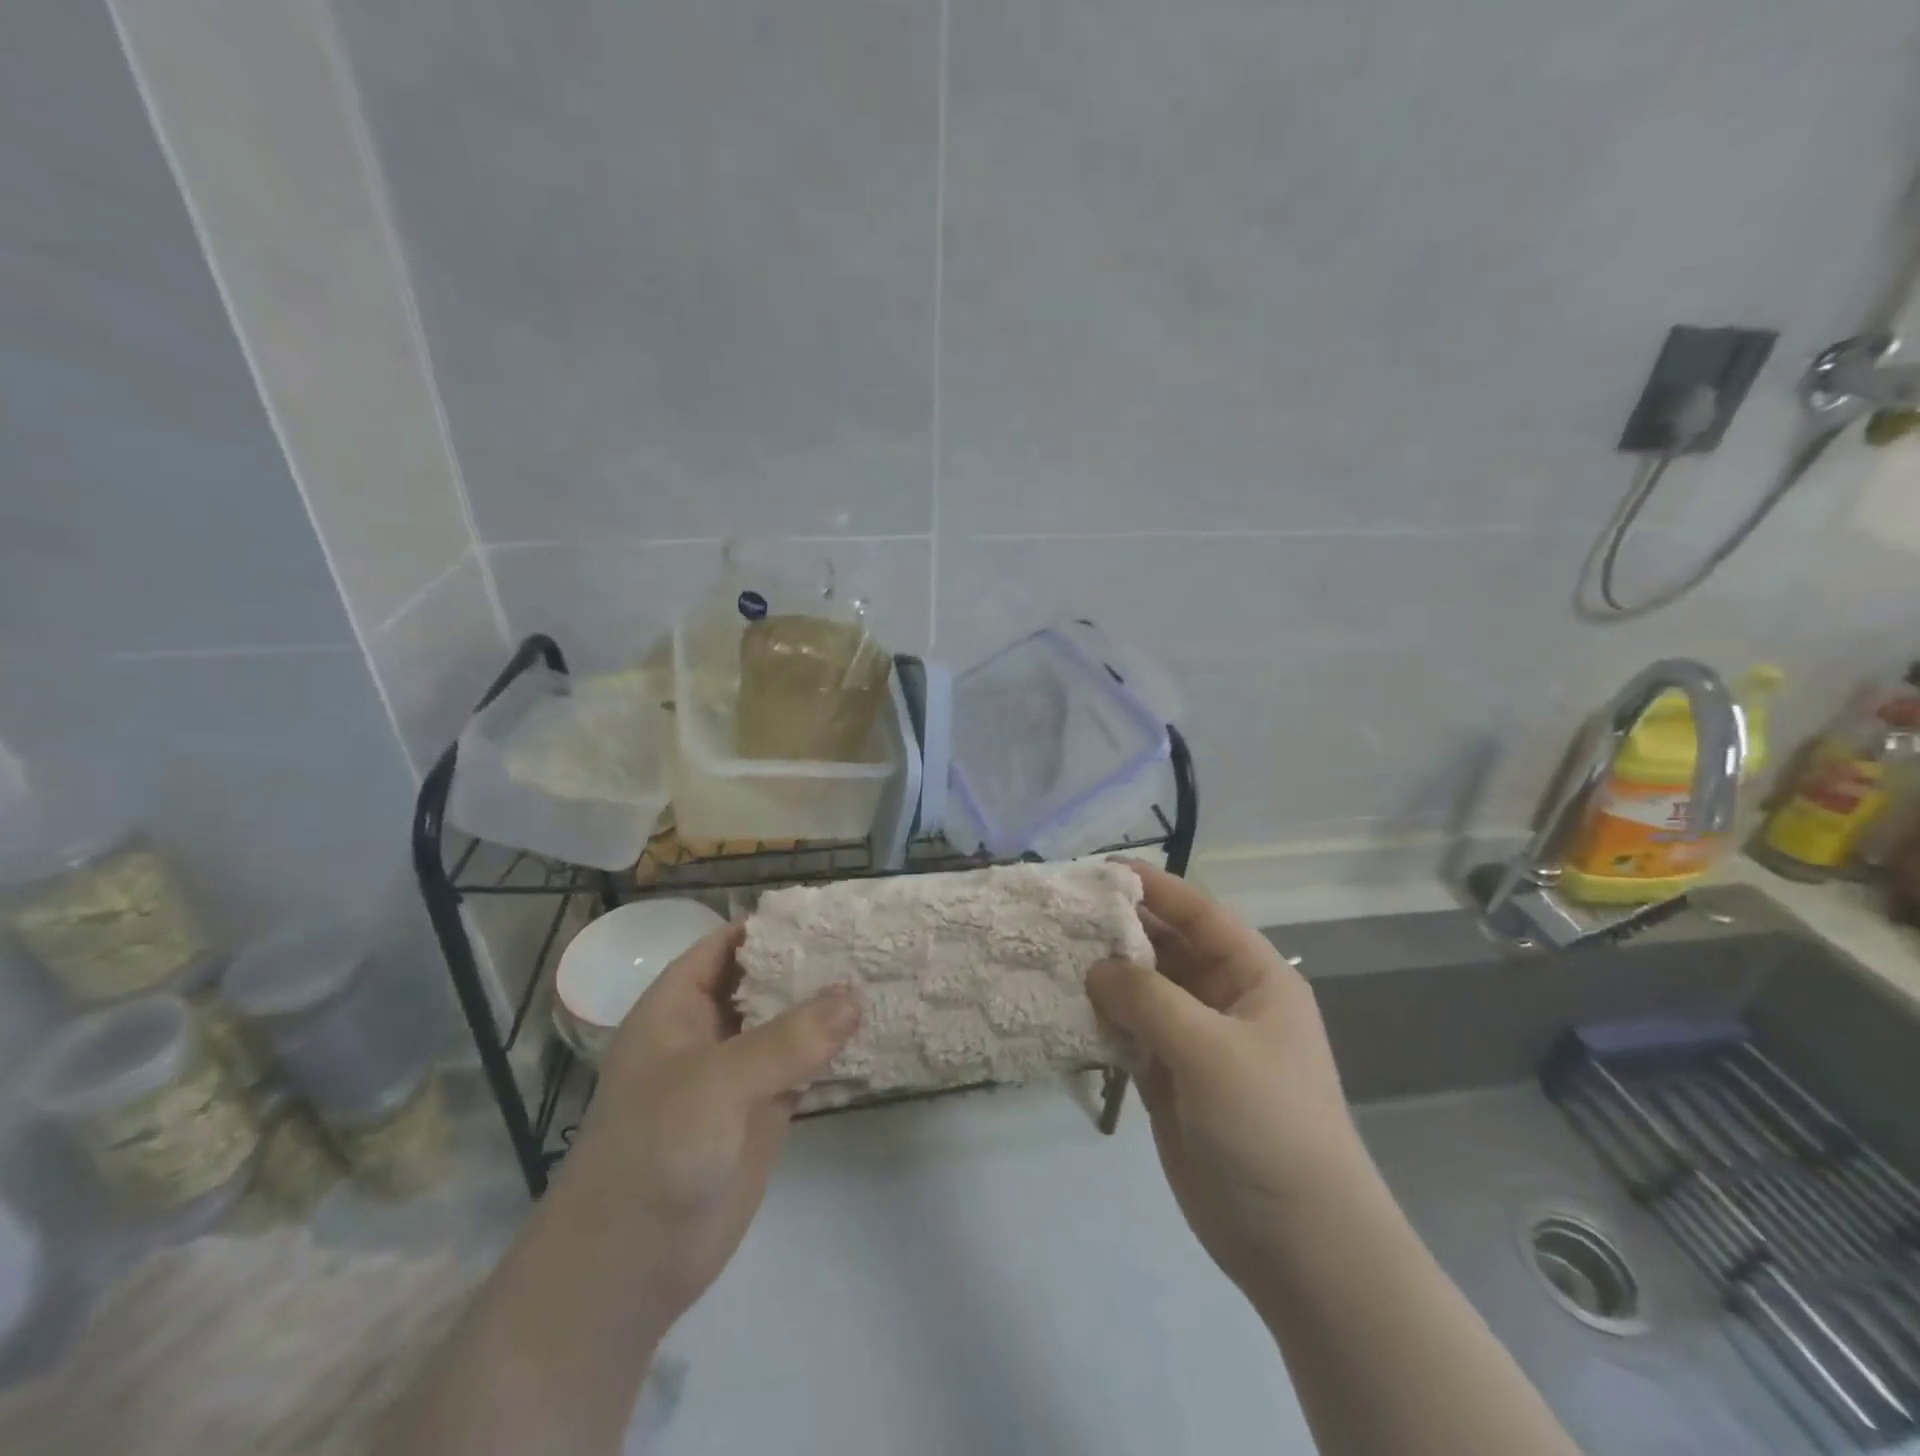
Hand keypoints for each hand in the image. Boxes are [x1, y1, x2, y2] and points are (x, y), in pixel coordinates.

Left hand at [551, 924, 859, 1328]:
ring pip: (790, 1022)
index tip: (833, 912)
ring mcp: (739, 1071)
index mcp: (678, 1005)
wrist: (627, 1270)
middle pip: (767, 979)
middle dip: (812, 961)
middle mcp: (710, 1029)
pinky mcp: (764, 1110)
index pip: (730, 945)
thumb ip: (787, 1040)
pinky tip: (878, 1033)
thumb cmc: (653, 1154)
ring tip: (886, 975)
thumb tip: (855, 994)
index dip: (775, 925)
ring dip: (830, 1005)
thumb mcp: (715, 1084)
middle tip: (874, 940)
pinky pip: (805, 1066)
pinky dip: (836, 1050)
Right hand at [1087, 864, 1370, 1291]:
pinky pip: (1129, 1034)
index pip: (1199, 914)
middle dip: (1119, 931)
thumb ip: (1148, 999)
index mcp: (1253, 978)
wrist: (1298, 1244)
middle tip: (1061, 914)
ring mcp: (1195, 1042)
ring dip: (1104, 976)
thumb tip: (1095, 968)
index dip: (1153, 888)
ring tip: (1052, 954)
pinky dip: (1100, 1021)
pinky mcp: (1169, 1079)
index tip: (1099, 871)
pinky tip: (1063, 1008)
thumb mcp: (1211, 1050)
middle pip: (1165, 949)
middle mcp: (1223, 1000)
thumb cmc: (1268, 1126)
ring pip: (1142, 991)